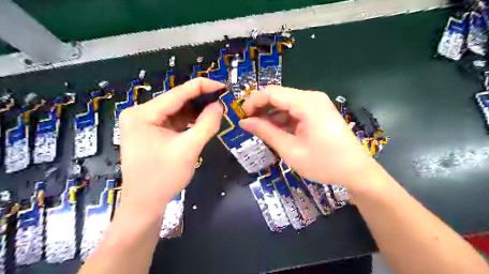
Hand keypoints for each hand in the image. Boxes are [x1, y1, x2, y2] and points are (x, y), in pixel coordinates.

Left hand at [118, 77, 224, 213]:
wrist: (145, 204)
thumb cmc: (163, 178)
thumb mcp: (189, 149)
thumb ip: (206, 124)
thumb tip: (219, 105)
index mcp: (143, 113)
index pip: (178, 92)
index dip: (203, 86)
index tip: (224, 86)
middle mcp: (141, 113)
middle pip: (177, 100)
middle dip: (201, 100)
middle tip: (223, 101)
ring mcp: (145, 123)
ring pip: (177, 111)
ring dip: (196, 111)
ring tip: (217, 111)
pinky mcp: (151, 132)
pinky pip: (174, 121)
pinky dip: (189, 121)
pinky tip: (203, 122)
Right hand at [240, 86, 374, 187]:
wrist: (356, 172)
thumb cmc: (324, 163)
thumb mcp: (290, 149)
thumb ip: (266, 132)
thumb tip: (244, 122)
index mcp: (306, 103)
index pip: (271, 92)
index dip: (253, 102)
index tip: (242, 118)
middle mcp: (312, 97)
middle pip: (278, 96)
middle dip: (261, 109)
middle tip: (249, 126)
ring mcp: (317, 104)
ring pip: (285, 103)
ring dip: (271, 116)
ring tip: (261, 132)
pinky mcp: (318, 112)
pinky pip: (295, 111)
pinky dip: (283, 120)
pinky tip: (277, 132)